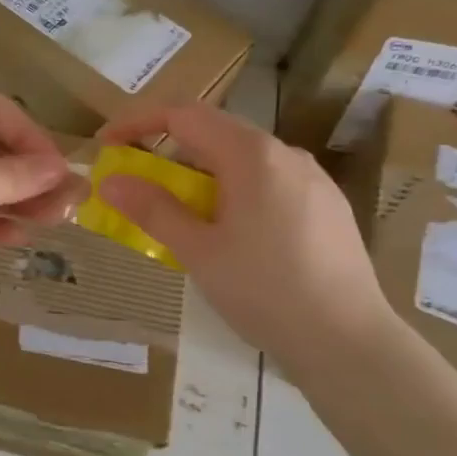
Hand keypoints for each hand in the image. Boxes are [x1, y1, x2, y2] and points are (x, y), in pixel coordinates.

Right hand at [95, 103, 395, 374]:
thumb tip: (110, 182)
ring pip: (244, 160)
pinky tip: (231, 233)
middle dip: (169, 151)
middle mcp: (286, 154)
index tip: (107, 145)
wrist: (349, 340)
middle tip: (138, 183)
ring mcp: (313, 179)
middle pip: (215, 133)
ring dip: (202, 174)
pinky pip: (270, 182)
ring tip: (181, 214)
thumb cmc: (264, 291)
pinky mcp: (328, 206)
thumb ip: (153, 209)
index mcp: (251, 155)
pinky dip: (234, 191)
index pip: (185, 114)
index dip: (139, 122)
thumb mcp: (198, 251)